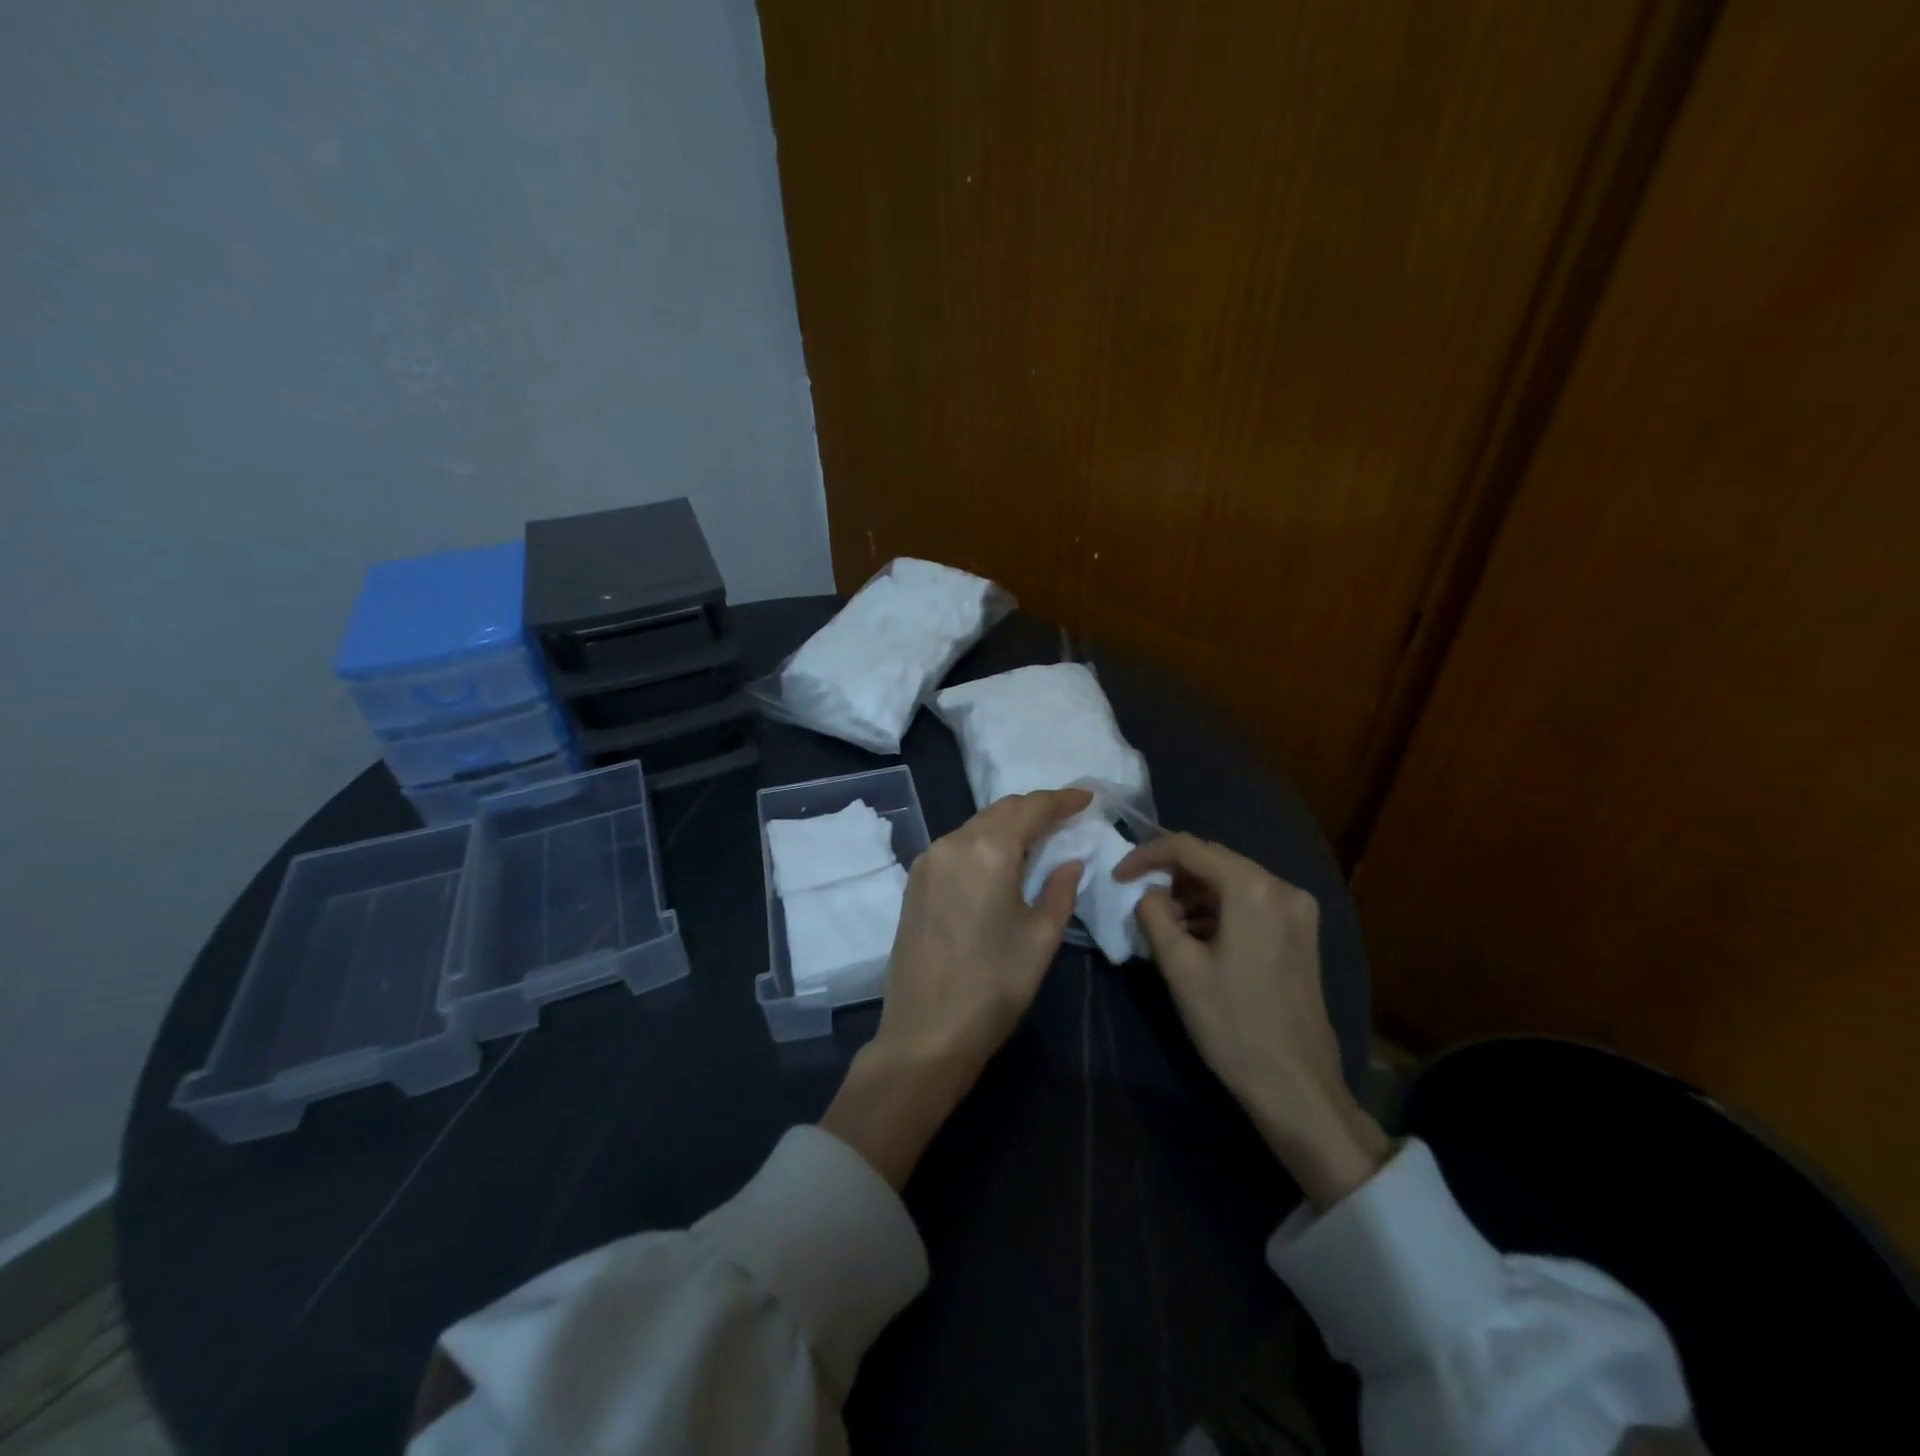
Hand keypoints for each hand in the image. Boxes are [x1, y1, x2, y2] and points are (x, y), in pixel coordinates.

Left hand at [821, 788, 1090, 1187]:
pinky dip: (983, 843)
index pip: (1030, 808)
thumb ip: (1060, 890)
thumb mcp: (1040, 938)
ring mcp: (927, 862)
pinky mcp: (914, 882)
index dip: (1061, 799)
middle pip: (999, 811)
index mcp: (987, 851)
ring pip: (975, 826)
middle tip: (1066, 816)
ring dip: (1007, 826)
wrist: (926, 1034)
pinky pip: (956, 847)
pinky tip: (1000, 860)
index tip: (1086, 797)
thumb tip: (1068, 861)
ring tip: (1038, 838)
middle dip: (1034, 809)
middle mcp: (952, 844)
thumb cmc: (993, 987)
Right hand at [1115, 834, 1390, 1209]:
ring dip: (1193, 894)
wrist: (1296, 1086)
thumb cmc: (1232, 1025)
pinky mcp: (1301, 933)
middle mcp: (1282, 887)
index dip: (1146, 856)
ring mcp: (1297, 910)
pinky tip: (1196, 937)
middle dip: (1171, 874)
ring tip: (1164, 924)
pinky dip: (1218, 910)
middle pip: (1214, 860)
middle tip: (1138, 899)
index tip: (1118, 877)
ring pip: (1231, 881)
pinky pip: (1250, 902)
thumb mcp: (1179, 968)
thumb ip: (1154, 915)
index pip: (1188, 848)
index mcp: (1253, 889)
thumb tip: (1146, 893)